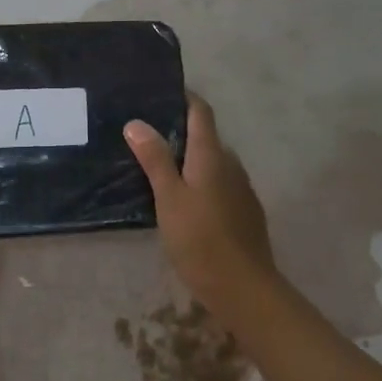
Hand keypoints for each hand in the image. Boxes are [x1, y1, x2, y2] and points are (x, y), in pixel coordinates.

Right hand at [124, 94, 275, 313]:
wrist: (243, 287)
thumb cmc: (200, 239)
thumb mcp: (169, 199)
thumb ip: (155, 160)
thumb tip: (136, 122)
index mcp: (212, 155)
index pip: (200, 112)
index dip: (183, 98)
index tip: (159, 94)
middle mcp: (231, 164)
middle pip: (206, 137)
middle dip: (179, 133)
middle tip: (145, 138)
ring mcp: (241, 189)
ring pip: (212, 164)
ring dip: (189, 161)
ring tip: (157, 169)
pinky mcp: (244, 212)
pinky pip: (219, 186)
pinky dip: (200, 183)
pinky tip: (183, 201)